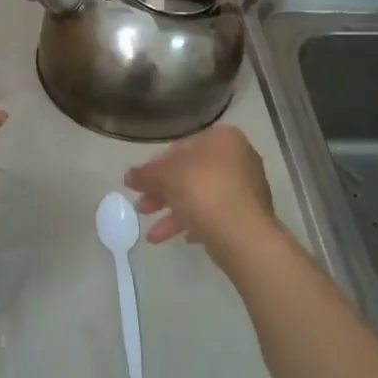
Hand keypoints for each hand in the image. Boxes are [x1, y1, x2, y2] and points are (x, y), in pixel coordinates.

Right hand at [124, 125, 277, 259]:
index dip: (156, 166)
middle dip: (163, 193)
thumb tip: (128, 176)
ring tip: (152, 235)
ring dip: (174, 214)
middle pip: (190, 174)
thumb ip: (145, 174)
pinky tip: (182, 239)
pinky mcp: (248, 215)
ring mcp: (246, 188)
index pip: (181, 148)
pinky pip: (215, 214)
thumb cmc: (203, 191)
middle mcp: (238, 158)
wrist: (242, 234)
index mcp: (222, 139)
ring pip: (201, 197)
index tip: (140, 183)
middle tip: (142, 208)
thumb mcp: (165, 177)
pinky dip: (196, 224)